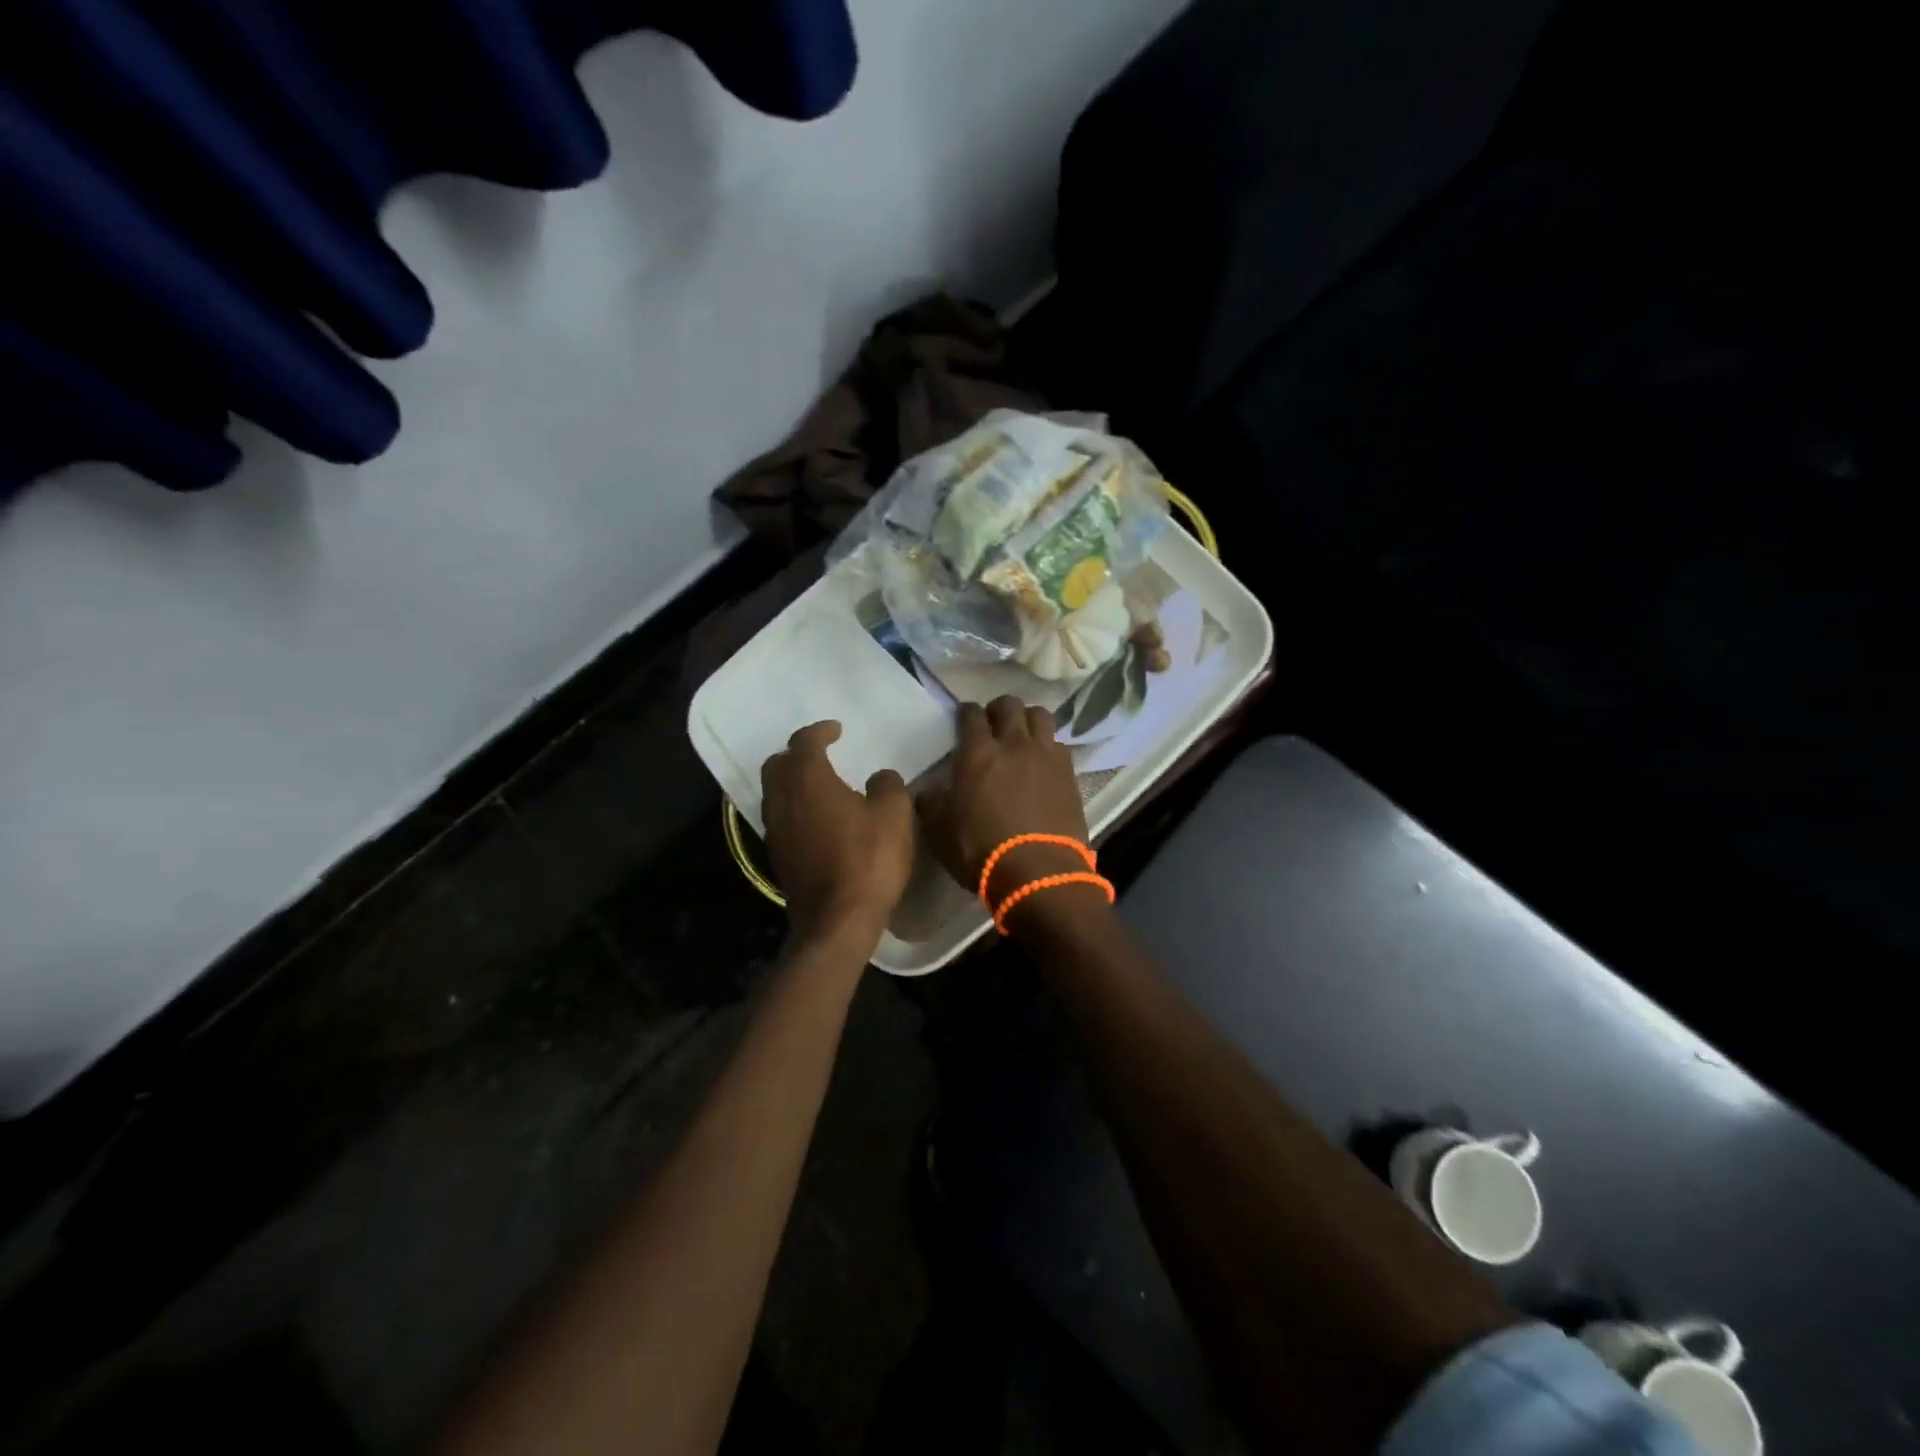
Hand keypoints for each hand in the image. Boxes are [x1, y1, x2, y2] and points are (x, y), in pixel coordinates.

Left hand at [760, 722, 914, 948]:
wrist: (838, 920)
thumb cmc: (868, 858)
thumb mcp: (895, 814)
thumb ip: (888, 785)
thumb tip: (880, 777)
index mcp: (808, 780)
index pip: (804, 742)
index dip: (820, 731)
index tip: (837, 730)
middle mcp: (783, 800)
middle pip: (777, 765)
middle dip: (797, 755)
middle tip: (821, 756)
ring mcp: (775, 831)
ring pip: (775, 794)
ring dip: (793, 784)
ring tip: (820, 787)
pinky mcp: (777, 858)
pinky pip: (781, 820)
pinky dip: (795, 810)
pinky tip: (817, 820)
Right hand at [921, 697, 1103, 926]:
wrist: (1038, 872)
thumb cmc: (981, 851)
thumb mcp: (940, 831)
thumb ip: (932, 803)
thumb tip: (928, 791)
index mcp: (977, 753)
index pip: (971, 715)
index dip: (966, 713)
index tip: (964, 719)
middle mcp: (1013, 744)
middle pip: (1009, 705)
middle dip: (999, 709)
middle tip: (993, 724)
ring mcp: (1045, 755)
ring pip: (1040, 715)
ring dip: (1028, 719)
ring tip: (1023, 735)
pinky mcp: (1069, 772)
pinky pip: (1059, 744)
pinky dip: (1049, 746)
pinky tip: (1044, 761)